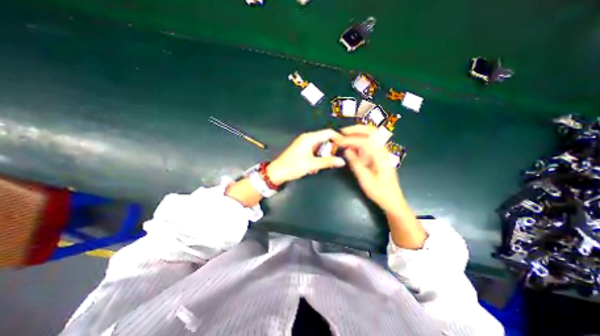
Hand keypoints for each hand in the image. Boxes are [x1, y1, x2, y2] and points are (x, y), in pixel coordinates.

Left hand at [266, 129, 347, 185]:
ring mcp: (304, 144)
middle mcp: (307, 138)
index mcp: (309, 138)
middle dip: (330, 149)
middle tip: (333, 159)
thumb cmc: (293, 166)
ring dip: (323, 155)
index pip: (328, 133)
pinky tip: (314, 167)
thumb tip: (341, 161)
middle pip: (325, 139)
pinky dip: (317, 157)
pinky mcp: (302, 149)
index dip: (338, 138)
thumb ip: (327, 162)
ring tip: (320, 165)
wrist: (277, 172)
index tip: (345, 146)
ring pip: (320, 146)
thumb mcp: (311, 165)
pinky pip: (315, 150)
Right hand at [336, 125, 405, 213]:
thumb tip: (346, 150)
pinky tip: (352, 144)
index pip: (366, 141)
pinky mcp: (379, 155)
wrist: (392, 199)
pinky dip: (360, 140)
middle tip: (342, 131)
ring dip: (358, 132)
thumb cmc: (379, 191)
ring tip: (345, 135)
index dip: (351, 140)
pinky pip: (370, 143)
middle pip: (372, 132)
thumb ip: (356, 164)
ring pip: (372, 135)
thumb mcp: (365, 180)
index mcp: (381, 157)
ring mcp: (382, 152)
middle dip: (356, 129)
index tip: (339, 141)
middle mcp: (383, 150)